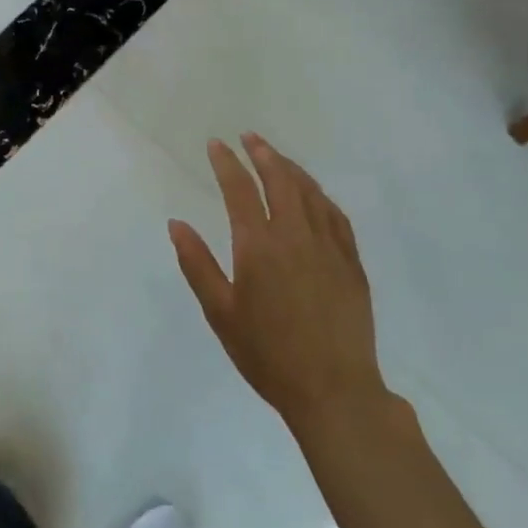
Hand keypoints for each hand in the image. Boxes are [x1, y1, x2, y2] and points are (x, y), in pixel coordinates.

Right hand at [170, 133, 384, 431]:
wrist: (334, 391)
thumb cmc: (268, 354)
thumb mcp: (220, 312)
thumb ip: (197, 264)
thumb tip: (176, 224)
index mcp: (259, 245)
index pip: (240, 189)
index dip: (226, 163)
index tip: (216, 144)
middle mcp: (295, 235)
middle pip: (280, 179)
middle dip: (262, 153)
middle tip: (249, 137)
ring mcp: (328, 247)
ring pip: (310, 192)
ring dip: (291, 168)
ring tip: (276, 157)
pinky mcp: (351, 263)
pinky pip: (336, 216)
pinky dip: (320, 195)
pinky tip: (314, 194)